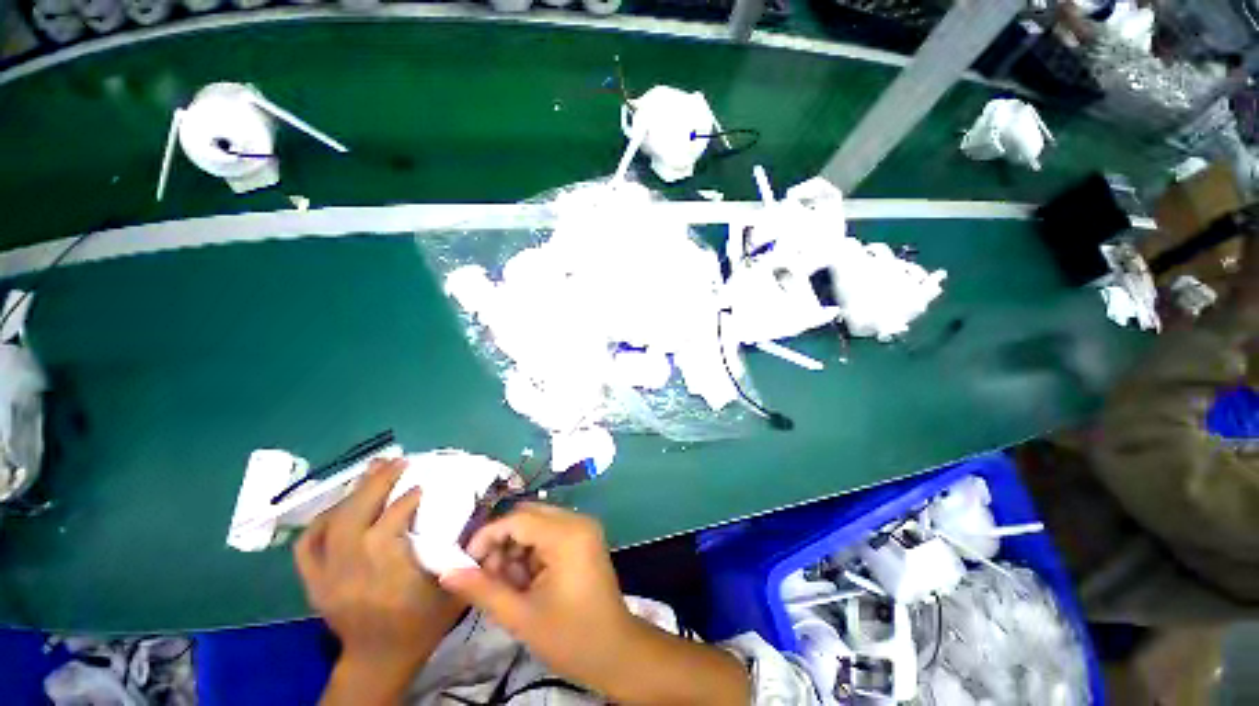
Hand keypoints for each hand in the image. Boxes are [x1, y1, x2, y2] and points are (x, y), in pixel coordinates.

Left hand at [295, 458, 465, 701]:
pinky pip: (307, 544)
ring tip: (373, 471)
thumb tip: (475, 514)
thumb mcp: (453, 589)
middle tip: (396, 461)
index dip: (407, 498)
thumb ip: (464, 551)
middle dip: (377, 482)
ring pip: (332, 522)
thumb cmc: (420, 624)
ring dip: (354, 493)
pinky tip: (339, 506)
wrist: (378, 660)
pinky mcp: (314, 581)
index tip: (423, 485)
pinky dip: (320, 520)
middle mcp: (351, 567)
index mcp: (386, 569)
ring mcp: (327, 574)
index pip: (391, 520)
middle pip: (356, 513)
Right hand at [439, 503, 635, 688]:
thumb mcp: (521, 616)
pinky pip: (549, 533)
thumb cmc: (570, 637)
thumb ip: (482, 590)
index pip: (517, 519)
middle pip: (527, 516)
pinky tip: (526, 581)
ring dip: (515, 548)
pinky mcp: (583, 537)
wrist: (615, 651)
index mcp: (567, 534)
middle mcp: (577, 520)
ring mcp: (583, 527)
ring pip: (536, 523)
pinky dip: (531, 552)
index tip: (465, 564)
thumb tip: (446, 571)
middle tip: (487, 577)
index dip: (487, 537)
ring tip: (509, 585)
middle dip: (502, 542)